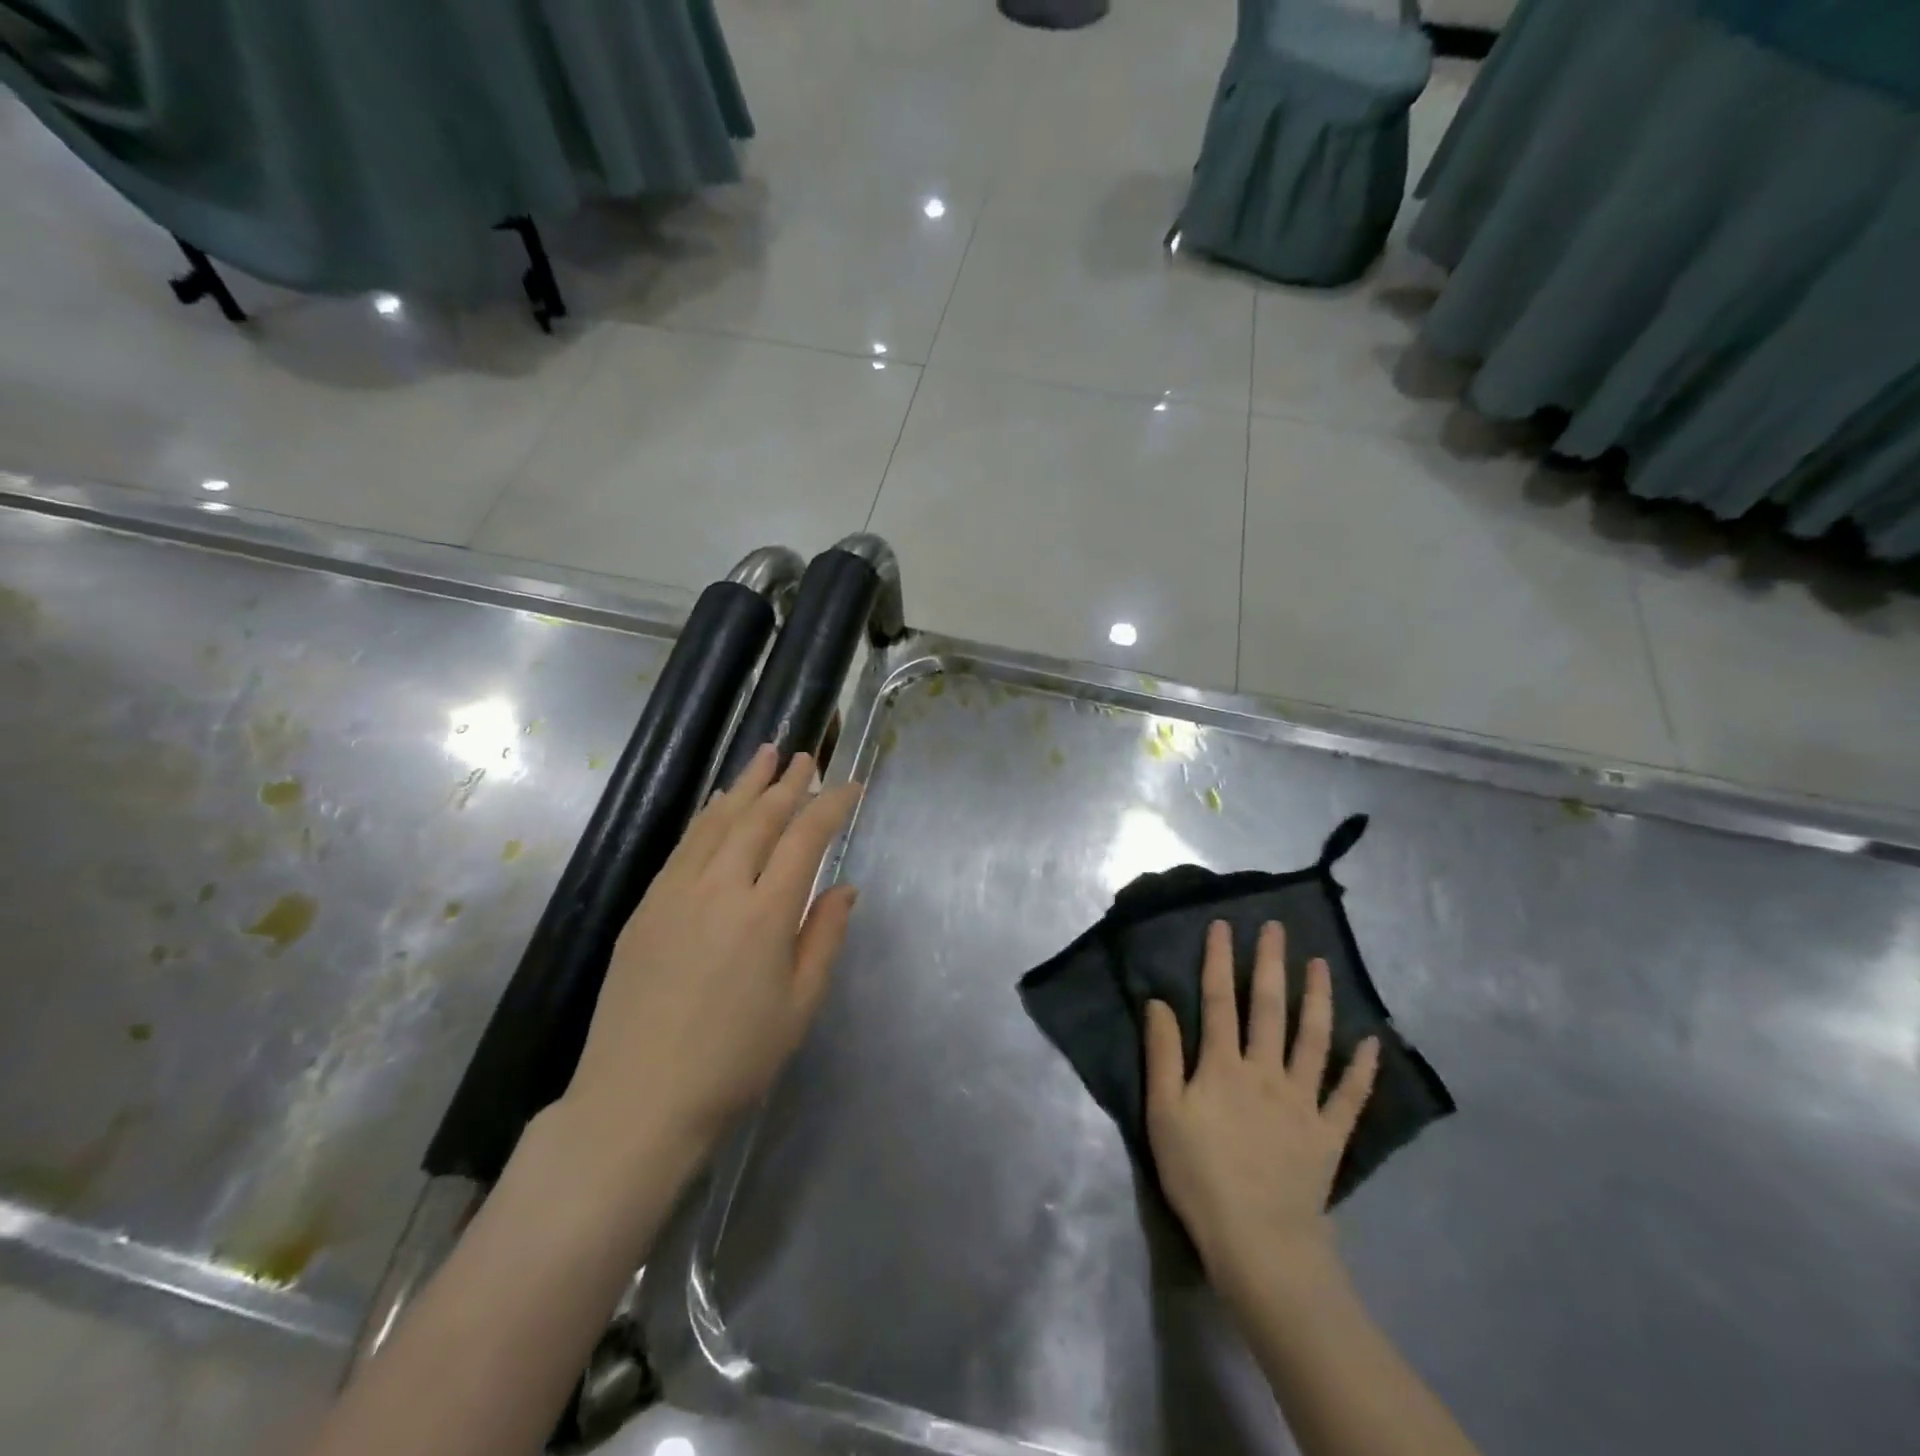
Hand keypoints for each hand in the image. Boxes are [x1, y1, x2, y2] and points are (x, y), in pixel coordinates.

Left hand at [564, 745, 861, 1163]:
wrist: (638, 1100)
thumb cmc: (734, 1061)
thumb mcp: (800, 1006)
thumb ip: (824, 937)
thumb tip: (843, 886)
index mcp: (764, 915)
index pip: (805, 839)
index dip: (830, 805)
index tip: (849, 785)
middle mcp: (720, 889)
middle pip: (758, 818)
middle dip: (787, 783)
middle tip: (806, 756)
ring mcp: (675, 894)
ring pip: (716, 822)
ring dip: (744, 785)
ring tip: (764, 755)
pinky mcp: (645, 907)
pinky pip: (684, 846)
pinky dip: (708, 817)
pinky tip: (717, 805)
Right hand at [1144, 920, 1378, 1291]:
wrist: (1258, 1241)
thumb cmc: (1199, 1175)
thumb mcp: (1163, 1113)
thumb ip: (1162, 1055)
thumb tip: (1159, 1002)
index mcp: (1223, 1066)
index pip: (1219, 1000)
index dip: (1220, 961)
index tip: (1224, 926)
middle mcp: (1266, 1071)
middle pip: (1269, 1008)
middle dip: (1271, 964)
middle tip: (1277, 929)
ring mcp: (1303, 1101)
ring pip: (1313, 1039)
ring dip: (1318, 999)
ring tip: (1322, 965)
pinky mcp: (1329, 1133)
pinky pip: (1350, 1096)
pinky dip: (1363, 1068)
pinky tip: (1372, 1041)